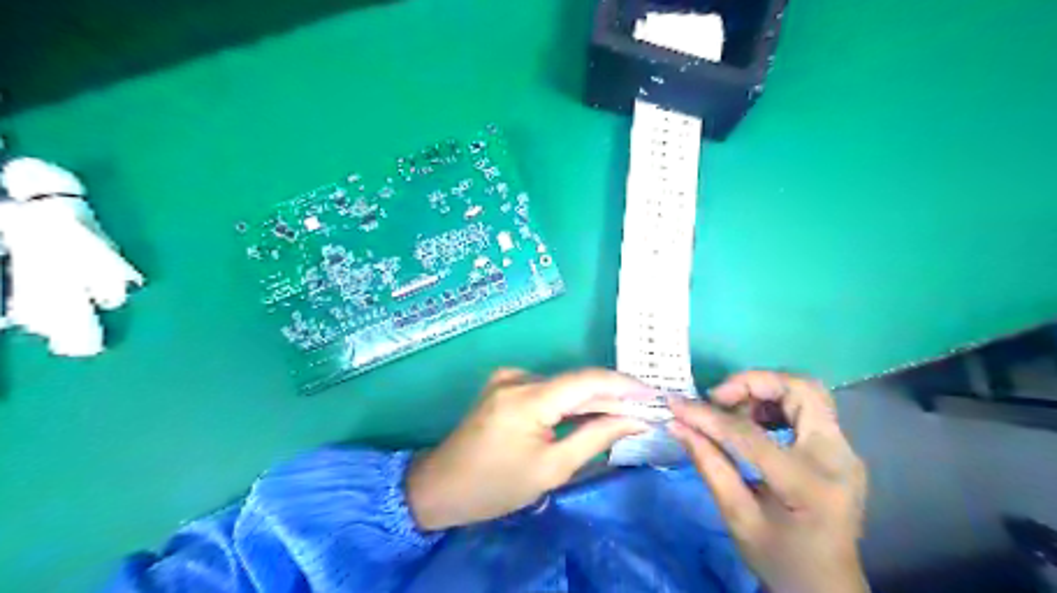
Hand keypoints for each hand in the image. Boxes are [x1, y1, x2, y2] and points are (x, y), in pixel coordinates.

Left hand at [406, 369, 647, 530]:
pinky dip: (570, 401)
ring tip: (627, 412)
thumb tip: (635, 420)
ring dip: (593, 399)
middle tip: (647, 407)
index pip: (586, 380)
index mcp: (527, 398)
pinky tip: (591, 413)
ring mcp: (508, 378)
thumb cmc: (496, 486)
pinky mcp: (505, 384)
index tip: (655, 393)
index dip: (624, 385)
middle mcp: (517, 377)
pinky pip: (548, 389)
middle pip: (576, 382)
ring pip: (563, 385)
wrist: (441, 486)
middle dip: (612, 395)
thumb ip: (596, 438)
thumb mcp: (552, 469)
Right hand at [666, 372, 866, 592]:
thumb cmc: (781, 560)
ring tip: (732, 411)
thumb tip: (677, 424)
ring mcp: (845, 452)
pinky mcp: (841, 450)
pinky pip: (808, 408)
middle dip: (753, 383)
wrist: (829, 587)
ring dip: (765, 391)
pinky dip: (776, 404)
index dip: (708, 416)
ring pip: (807, 392)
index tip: (676, 405)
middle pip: (802, 390)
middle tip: (718, 398)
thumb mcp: (737, 518)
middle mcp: (838, 458)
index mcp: (808, 485)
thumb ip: (709, 465)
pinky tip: (754, 422)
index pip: (750, 434)